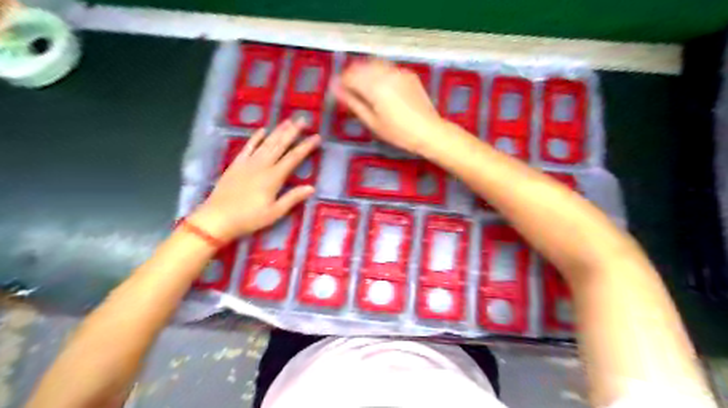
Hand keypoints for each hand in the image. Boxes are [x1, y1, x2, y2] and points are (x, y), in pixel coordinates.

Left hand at [189, 120, 319, 243]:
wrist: (217, 218)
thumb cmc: (249, 218)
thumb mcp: (275, 212)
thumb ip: (292, 198)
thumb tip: (311, 187)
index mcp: (273, 177)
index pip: (294, 158)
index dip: (306, 146)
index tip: (317, 136)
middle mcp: (262, 165)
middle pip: (280, 145)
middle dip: (293, 132)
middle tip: (303, 119)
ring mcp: (248, 163)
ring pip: (266, 143)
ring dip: (278, 131)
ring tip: (288, 120)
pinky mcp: (236, 164)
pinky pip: (247, 147)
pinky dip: (255, 137)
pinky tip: (262, 130)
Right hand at [334, 59, 443, 154]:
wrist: (429, 131)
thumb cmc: (399, 133)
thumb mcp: (372, 122)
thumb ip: (353, 103)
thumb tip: (336, 89)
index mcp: (374, 86)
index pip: (349, 76)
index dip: (340, 83)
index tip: (338, 92)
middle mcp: (385, 73)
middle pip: (360, 66)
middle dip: (352, 77)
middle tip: (350, 92)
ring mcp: (398, 72)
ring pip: (373, 64)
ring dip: (365, 73)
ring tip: (365, 90)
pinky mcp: (408, 74)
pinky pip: (388, 68)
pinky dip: (379, 74)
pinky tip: (382, 89)